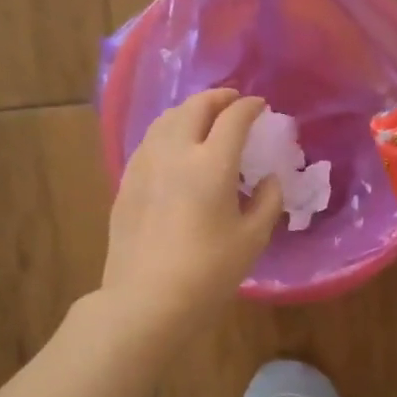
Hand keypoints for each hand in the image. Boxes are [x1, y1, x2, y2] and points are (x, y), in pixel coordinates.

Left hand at [103, 89, 284, 341]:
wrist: (147, 299)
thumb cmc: (209, 272)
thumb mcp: (252, 239)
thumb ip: (267, 201)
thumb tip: (269, 180)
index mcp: (211, 163)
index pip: (233, 118)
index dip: (250, 107)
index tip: (261, 106)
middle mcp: (175, 152)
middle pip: (194, 108)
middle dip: (217, 98)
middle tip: (232, 101)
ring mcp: (145, 165)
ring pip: (166, 120)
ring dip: (189, 111)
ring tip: (203, 118)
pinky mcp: (127, 182)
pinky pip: (150, 142)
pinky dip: (168, 132)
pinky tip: (174, 148)